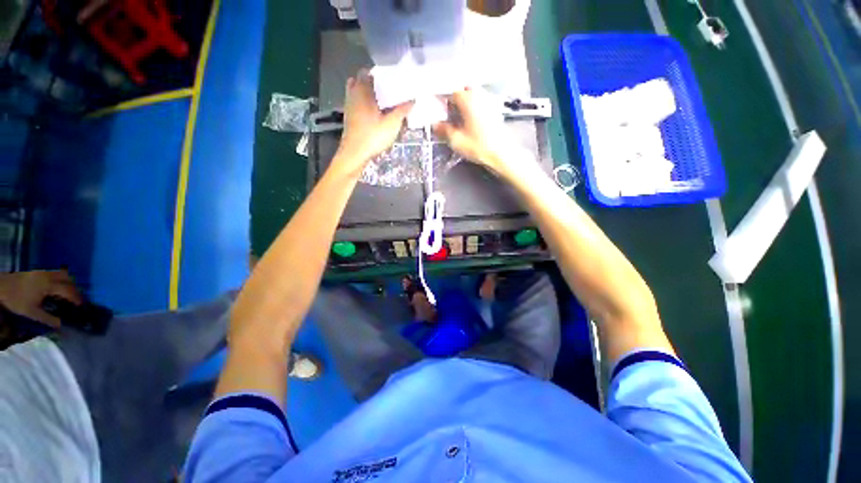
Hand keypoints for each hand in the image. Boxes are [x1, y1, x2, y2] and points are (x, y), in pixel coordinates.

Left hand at [0, 270, 81, 327]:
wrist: (2, 286)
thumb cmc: (17, 300)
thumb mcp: (31, 313)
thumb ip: (48, 319)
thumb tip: (62, 325)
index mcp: (49, 286)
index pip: (68, 291)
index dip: (77, 298)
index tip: (81, 306)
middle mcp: (49, 276)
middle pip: (68, 279)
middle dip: (74, 289)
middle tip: (76, 299)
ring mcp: (44, 271)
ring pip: (63, 273)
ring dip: (69, 282)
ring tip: (68, 292)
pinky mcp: (40, 271)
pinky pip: (56, 272)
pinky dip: (61, 278)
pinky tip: (57, 286)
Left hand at [334, 70, 412, 174]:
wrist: (354, 154)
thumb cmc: (373, 136)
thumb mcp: (392, 124)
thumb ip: (402, 110)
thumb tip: (412, 100)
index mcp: (363, 92)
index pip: (366, 73)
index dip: (376, 73)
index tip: (387, 77)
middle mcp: (353, 96)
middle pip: (359, 81)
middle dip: (370, 83)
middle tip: (384, 90)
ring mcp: (349, 108)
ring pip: (356, 94)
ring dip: (366, 95)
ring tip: (381, 103)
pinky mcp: (349, 120)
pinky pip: (356, 106)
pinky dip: (363, 106)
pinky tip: (374, 116)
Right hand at [435, 88, 530, 177]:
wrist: (501, 154)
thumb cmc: (482, 146)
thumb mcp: (456, 140)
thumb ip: (443, 130)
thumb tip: (436, 125)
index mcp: (468, 99)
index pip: (450, 91)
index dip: (441, 101)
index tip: (437, 109)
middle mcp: (479, 96)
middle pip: (461, 93)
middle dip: (452, 103)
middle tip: (446, 116)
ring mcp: (488, 103)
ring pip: (470, 99)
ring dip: (462, 107)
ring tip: (456, 122)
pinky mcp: (493, 112)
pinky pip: (478, 106)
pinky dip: (471, 112)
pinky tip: (468, 125)